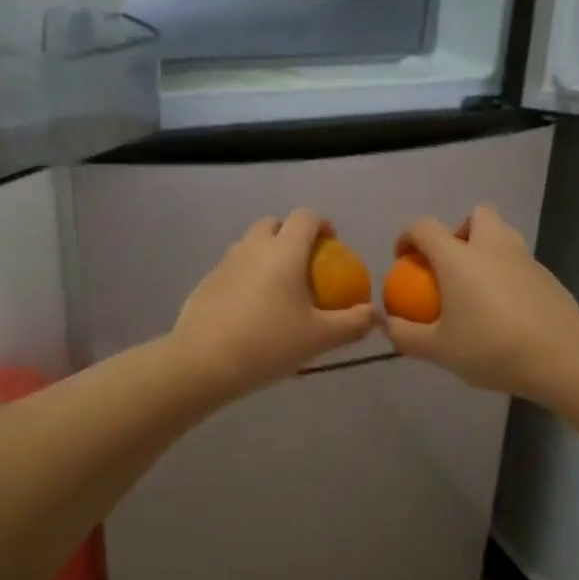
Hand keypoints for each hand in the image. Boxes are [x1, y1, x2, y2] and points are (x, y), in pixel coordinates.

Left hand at [171, 209, 374, 399]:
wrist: (203, 362)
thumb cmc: (268, 344)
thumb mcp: (319, 338)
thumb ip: (352, 323)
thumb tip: (375, 314)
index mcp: (284, 250)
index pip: (306, 217)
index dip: (322, 225)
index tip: (332, 246)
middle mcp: (253, 246)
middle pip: (274, 224)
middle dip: (291, 235)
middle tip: (305, 266)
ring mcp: (225, 262)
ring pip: (250, 245)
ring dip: (267, 255)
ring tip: (279, 290)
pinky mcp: (206, 282)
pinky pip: (233, 268)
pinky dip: (247, 276)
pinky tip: (251, 311)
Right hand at [384, 205, 578, 399]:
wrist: (563, 358)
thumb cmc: (492, 348)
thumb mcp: (439, 350)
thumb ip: (405, 335)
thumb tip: (384, 322)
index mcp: (458, 258)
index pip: (424, 227)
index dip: (407, 237)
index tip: (404, 261)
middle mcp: (492, 247)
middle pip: (476, 215)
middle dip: (459, 231)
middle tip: (451, 265)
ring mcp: (525, 258)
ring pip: (503, 234)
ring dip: (486, 248)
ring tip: (476, 288)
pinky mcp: (548, 276)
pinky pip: (520, 262)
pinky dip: (507, 273)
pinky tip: (505, 310)